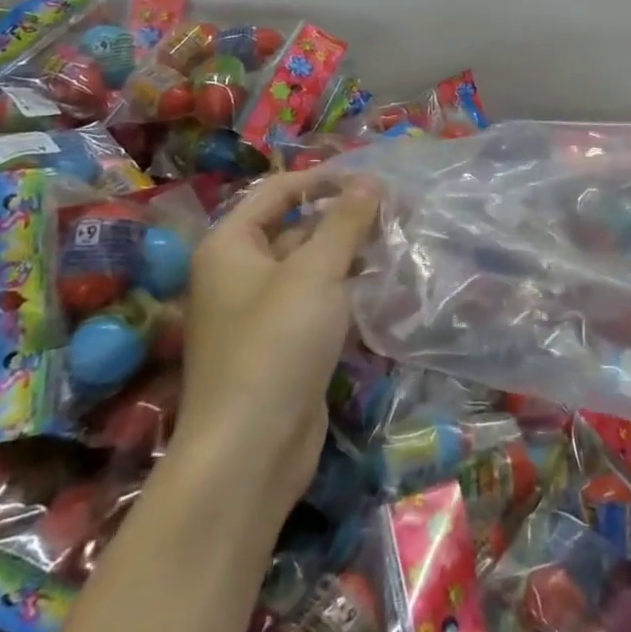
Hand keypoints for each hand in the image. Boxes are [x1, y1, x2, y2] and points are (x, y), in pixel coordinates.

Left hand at [177, 169, 379, 507]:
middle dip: (345, 218)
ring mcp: (261, 312)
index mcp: (230, 246)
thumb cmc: (276, 345)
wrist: (250, 452)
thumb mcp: (315, 272)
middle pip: (296, 228)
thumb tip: (370, 180)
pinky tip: (386, 284)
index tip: (373, 178)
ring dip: (351, 254)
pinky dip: (348, 290)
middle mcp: (239, 274)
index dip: (324, 178)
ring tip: (400, 241)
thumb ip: (345, 221)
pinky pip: (318, 302)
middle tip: (398, 211)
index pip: (278, 191)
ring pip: (311, 267)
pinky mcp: (283, 345)